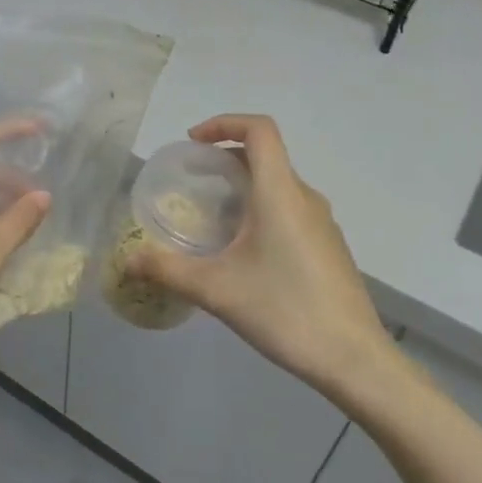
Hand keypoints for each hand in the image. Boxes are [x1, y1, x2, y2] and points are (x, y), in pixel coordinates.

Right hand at [126, 114, 396, 399]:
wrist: (353, 359)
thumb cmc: (283, 311)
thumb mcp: (216, 290)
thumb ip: (167, 270)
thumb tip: (128, 261)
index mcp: (280, 193)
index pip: (259, 130)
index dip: (224, 123)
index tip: (193, 143)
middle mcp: (305, 198)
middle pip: (266, 156)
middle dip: (224, 159)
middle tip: (192, 183)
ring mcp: (322, 223)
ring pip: (278, 185)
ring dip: (243, 188)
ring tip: (211, 220)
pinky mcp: (328, 247)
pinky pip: (290, 210)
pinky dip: (261, 211)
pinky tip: (243, 253)